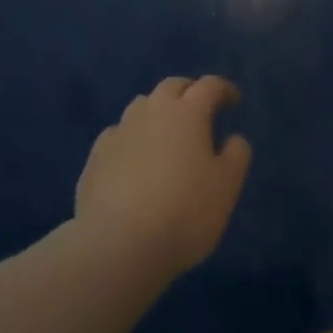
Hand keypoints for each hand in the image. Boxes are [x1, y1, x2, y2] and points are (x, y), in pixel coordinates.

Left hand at [75, 76, 252, 283]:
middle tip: (200, 111)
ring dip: (158, 111)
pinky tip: (133, 159)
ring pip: (142, 105)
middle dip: (189, 92)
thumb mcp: (226, 187)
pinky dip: (131, 137)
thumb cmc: (184, 213)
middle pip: (172, 87)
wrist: (117, 247)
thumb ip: (236, 155)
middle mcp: (153, 111)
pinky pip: (118, 134)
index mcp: (188, 112)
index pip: (209, 85)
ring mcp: (120, 131)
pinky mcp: (96, 157)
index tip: (233, 101)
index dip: (224, 89)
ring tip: (166, 134)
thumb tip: (233, 138)